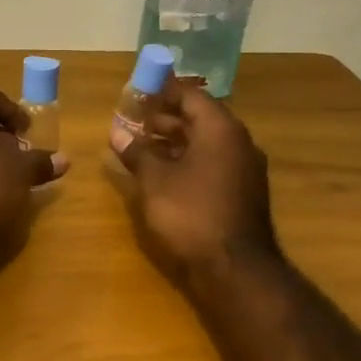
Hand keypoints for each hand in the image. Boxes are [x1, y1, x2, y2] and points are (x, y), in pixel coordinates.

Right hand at [116, 80, 281, 288]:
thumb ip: (136, 152)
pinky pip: (212, 163)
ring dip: (174, 141)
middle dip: (165, 118)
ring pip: (205, 143)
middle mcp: (238, 142)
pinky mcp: (241, 192)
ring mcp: (243, 169)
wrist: (235, 268)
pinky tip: (162, 173)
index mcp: (220, 130)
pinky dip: (187, 161)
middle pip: (199, 118)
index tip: (136, 92)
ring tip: (141, 146)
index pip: (191, 96)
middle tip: (133, 120)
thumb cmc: (191, 213)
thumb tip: (117, 132)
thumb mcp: (154, 180)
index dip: (162, 92)